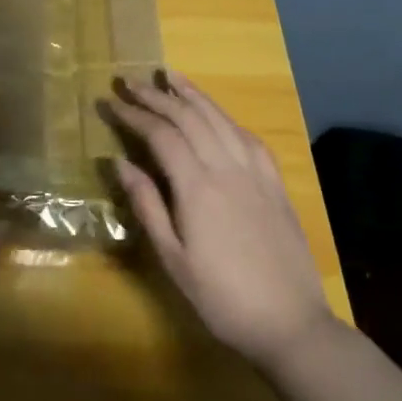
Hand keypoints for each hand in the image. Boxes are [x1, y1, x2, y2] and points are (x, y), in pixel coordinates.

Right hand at [104, 73, 333, 364]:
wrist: (291, 325)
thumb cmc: (222, 298)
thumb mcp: (173, 259)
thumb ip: (147, 205)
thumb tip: (119, 162)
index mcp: (198, 188)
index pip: (161, 135)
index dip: (133, 115)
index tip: (110, 102)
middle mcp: (227, 169)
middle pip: (189, 118)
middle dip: (157, 96)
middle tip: (129, 82)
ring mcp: (256, 173)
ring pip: (220, 119)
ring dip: (192, 94)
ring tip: (169, 76)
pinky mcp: (275, 183)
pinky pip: (248, 137)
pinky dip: (225, 117)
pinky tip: (215, 113)